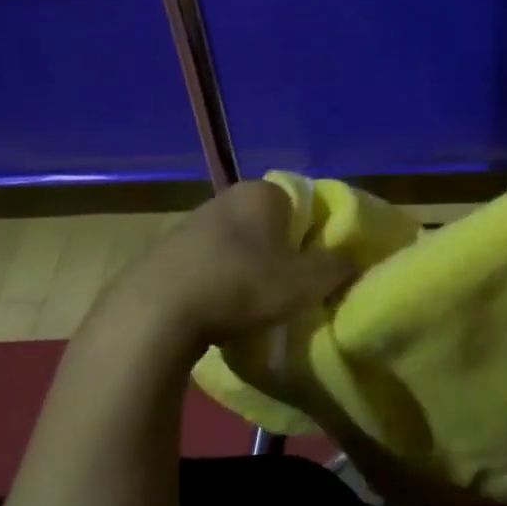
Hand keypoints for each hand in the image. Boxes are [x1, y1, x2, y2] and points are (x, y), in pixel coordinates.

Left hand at [90, 181, 353, 379]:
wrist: (154, 313)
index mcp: (263, 192)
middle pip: (271, 225)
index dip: (317, 236)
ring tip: (256, 306)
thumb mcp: (305, 282)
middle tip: (293, 287)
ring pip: (238, 244)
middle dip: (283, 252)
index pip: (304, 205)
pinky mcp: (164, 252)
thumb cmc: (242, 284)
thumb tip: (352, 259)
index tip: (319, 267)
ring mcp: (191, 223)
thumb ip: (337, 266)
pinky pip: (208, 264)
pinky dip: (219, 282)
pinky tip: (220, 312)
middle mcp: (227, 196)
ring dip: (249, 269)